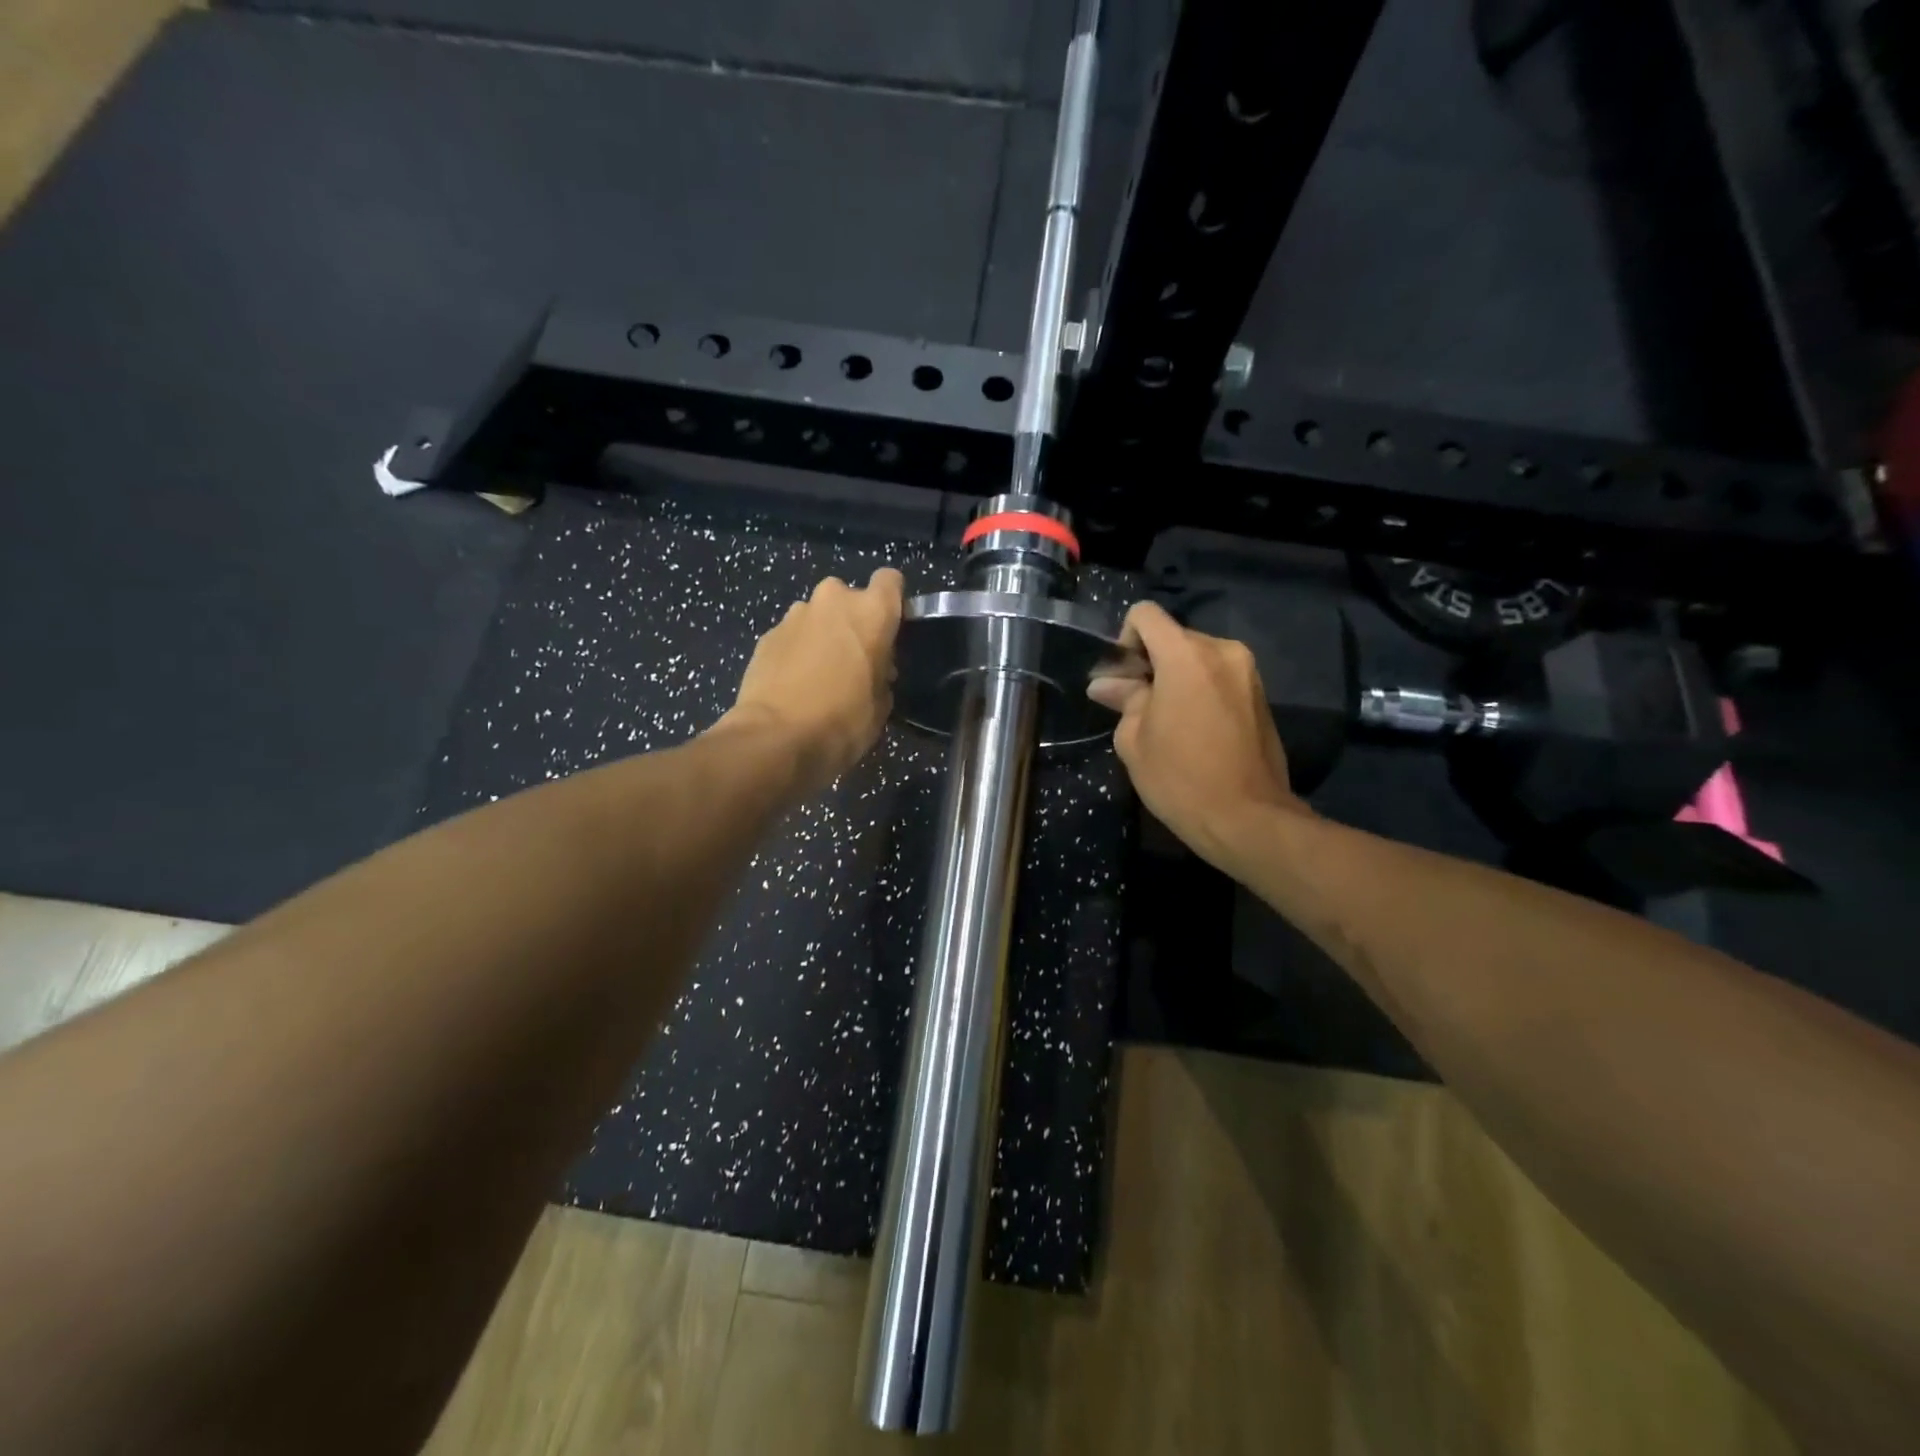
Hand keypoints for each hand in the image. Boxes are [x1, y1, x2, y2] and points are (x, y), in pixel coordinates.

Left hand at [722, 568, 903, 793]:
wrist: (776, 739)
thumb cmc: (843, 722)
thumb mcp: (881, 704)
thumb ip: (882, 674)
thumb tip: (873, 671)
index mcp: (871, 611)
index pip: (890, 580)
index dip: (892, 602)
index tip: (890, 630)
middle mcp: (833, 601)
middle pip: (849, 597)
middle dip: (852, 621)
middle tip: (854, 659)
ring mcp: (794, 615)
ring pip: (817, 615)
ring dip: (822, 635)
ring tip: (820, 675)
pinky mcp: (766, 635)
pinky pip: (791, 636)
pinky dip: (796, 652)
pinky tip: (794, 685)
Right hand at [1088, 600, 1308, 867]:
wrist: (1247, 818)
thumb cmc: (1180, 778)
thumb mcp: (1134, 740)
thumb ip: (1123, 700)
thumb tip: (1106, 684)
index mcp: (1186, 655)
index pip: (1146, 615)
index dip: (1125, 640)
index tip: (1123, 679)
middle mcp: (1222, 651)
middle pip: (1173, 637)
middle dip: (1151, 663)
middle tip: (1136, 705)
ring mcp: (1248, 672)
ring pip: (1198, 658)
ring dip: (1176, 678)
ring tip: (1165, 721)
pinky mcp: (1261, 696)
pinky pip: (1219, 678)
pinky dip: (1200, 691)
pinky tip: (1193, 730)